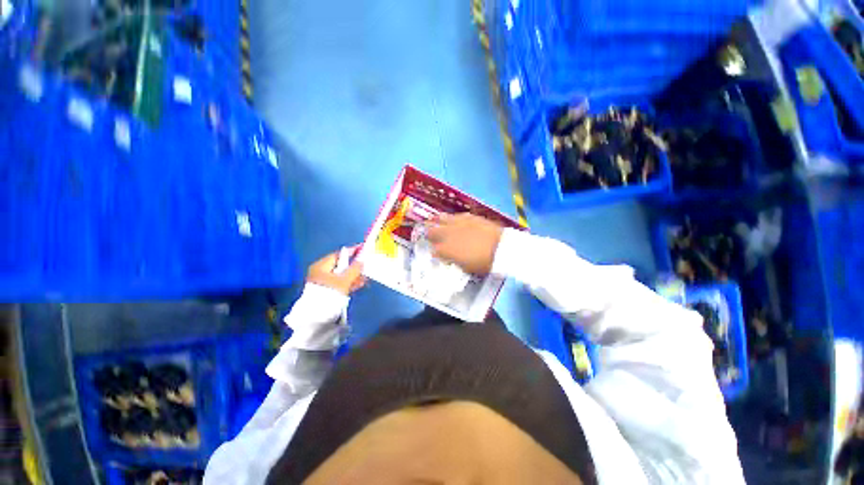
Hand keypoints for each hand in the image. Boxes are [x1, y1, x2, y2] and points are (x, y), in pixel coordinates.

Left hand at [307, 248, 366, 295]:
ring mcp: (324, 283)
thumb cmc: (329, 294)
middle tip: (366, 265)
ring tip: (366, 276)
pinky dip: (350, 283)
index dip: (352, 251)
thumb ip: (355, 269)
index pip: (339, 254)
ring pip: (342, 275)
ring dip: (354, 275)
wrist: (318, 317)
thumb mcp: (344, 280)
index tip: (363, 249)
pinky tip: (360, 283)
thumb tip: (362, 260)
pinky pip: (341, 283)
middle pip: (341, 265)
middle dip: (355, 266)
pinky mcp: (328, 292)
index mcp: (321, 266)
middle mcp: (321, 272)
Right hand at [426, 213, 503, 274]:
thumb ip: (454, 260)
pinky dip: (453, 219)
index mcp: (446, 249)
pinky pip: (455, 216)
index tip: (437, 253)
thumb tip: (449, 257)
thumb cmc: (483, 263)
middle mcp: (448, 234)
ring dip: (438, 222)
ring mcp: (457, 223)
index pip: (433, 249)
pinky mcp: (468, 217)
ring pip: (441, 219)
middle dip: (430, 234)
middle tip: (432, 236)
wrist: (500, 248)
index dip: (434, 252)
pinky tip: (454, 221)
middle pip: (432, 231)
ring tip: (436, 222)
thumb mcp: (466, 267)